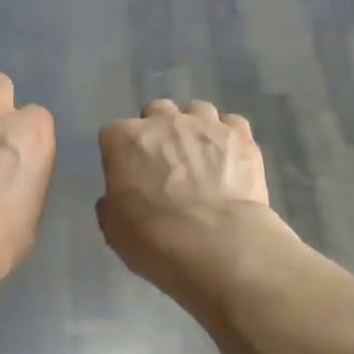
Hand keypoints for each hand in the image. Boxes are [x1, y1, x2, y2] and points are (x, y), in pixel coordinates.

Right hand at [96, 99, 286, 305]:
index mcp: (124, 140)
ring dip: (193, 128)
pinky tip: (229, 158)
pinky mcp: (240, 136)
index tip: (126, 176)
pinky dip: (227, 136)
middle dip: (157, 131)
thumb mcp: (113, 228)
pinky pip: (231, 123)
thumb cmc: (154, 238)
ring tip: (200, 157)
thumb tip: (120, 196)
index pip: (112, 135)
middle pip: (155, 112)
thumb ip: (113, 202)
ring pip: (196, 110)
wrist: (216, 243)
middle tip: (164, 163)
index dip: (119, 156)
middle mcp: (163, 121)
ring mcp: (205, 124)